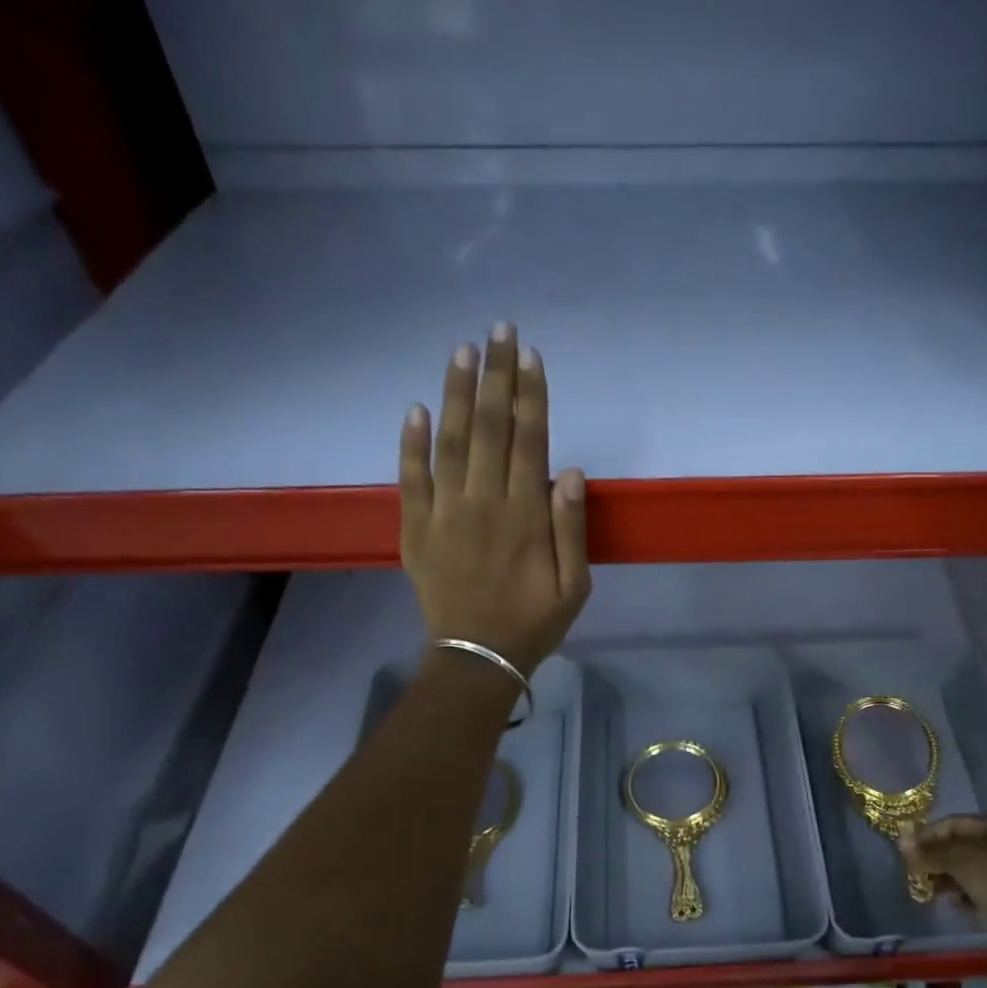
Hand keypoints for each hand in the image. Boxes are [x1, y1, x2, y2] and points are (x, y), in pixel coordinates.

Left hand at [400, 325, 590, 676]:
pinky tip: (414, 408)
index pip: (529, 440)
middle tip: (498, 329)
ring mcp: (444, 514)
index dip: (530, 394)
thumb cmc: (534, 622)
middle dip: (495, 376)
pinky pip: (410, 479)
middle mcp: (484, 503)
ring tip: (461, 350)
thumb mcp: (575, 586)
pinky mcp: (416, 529)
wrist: (477, 658)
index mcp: (525, 515)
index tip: (529, 354)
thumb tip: (569, 470)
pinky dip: (410, 443)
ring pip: (449, 442)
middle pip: (489, 428)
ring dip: (455, 393)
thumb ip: (571, 527)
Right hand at [900, 815, 986, 941]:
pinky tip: (956, 904)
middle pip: (967, 847)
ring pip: (977, 870)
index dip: (930, 834)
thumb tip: (902, 843)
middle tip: (919, 872)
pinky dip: (970, 895)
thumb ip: (930, 852)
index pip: (958, 823)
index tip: (909, 849)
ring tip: (933, 891)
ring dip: (952, 879)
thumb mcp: (959, 859)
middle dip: (940, 859)